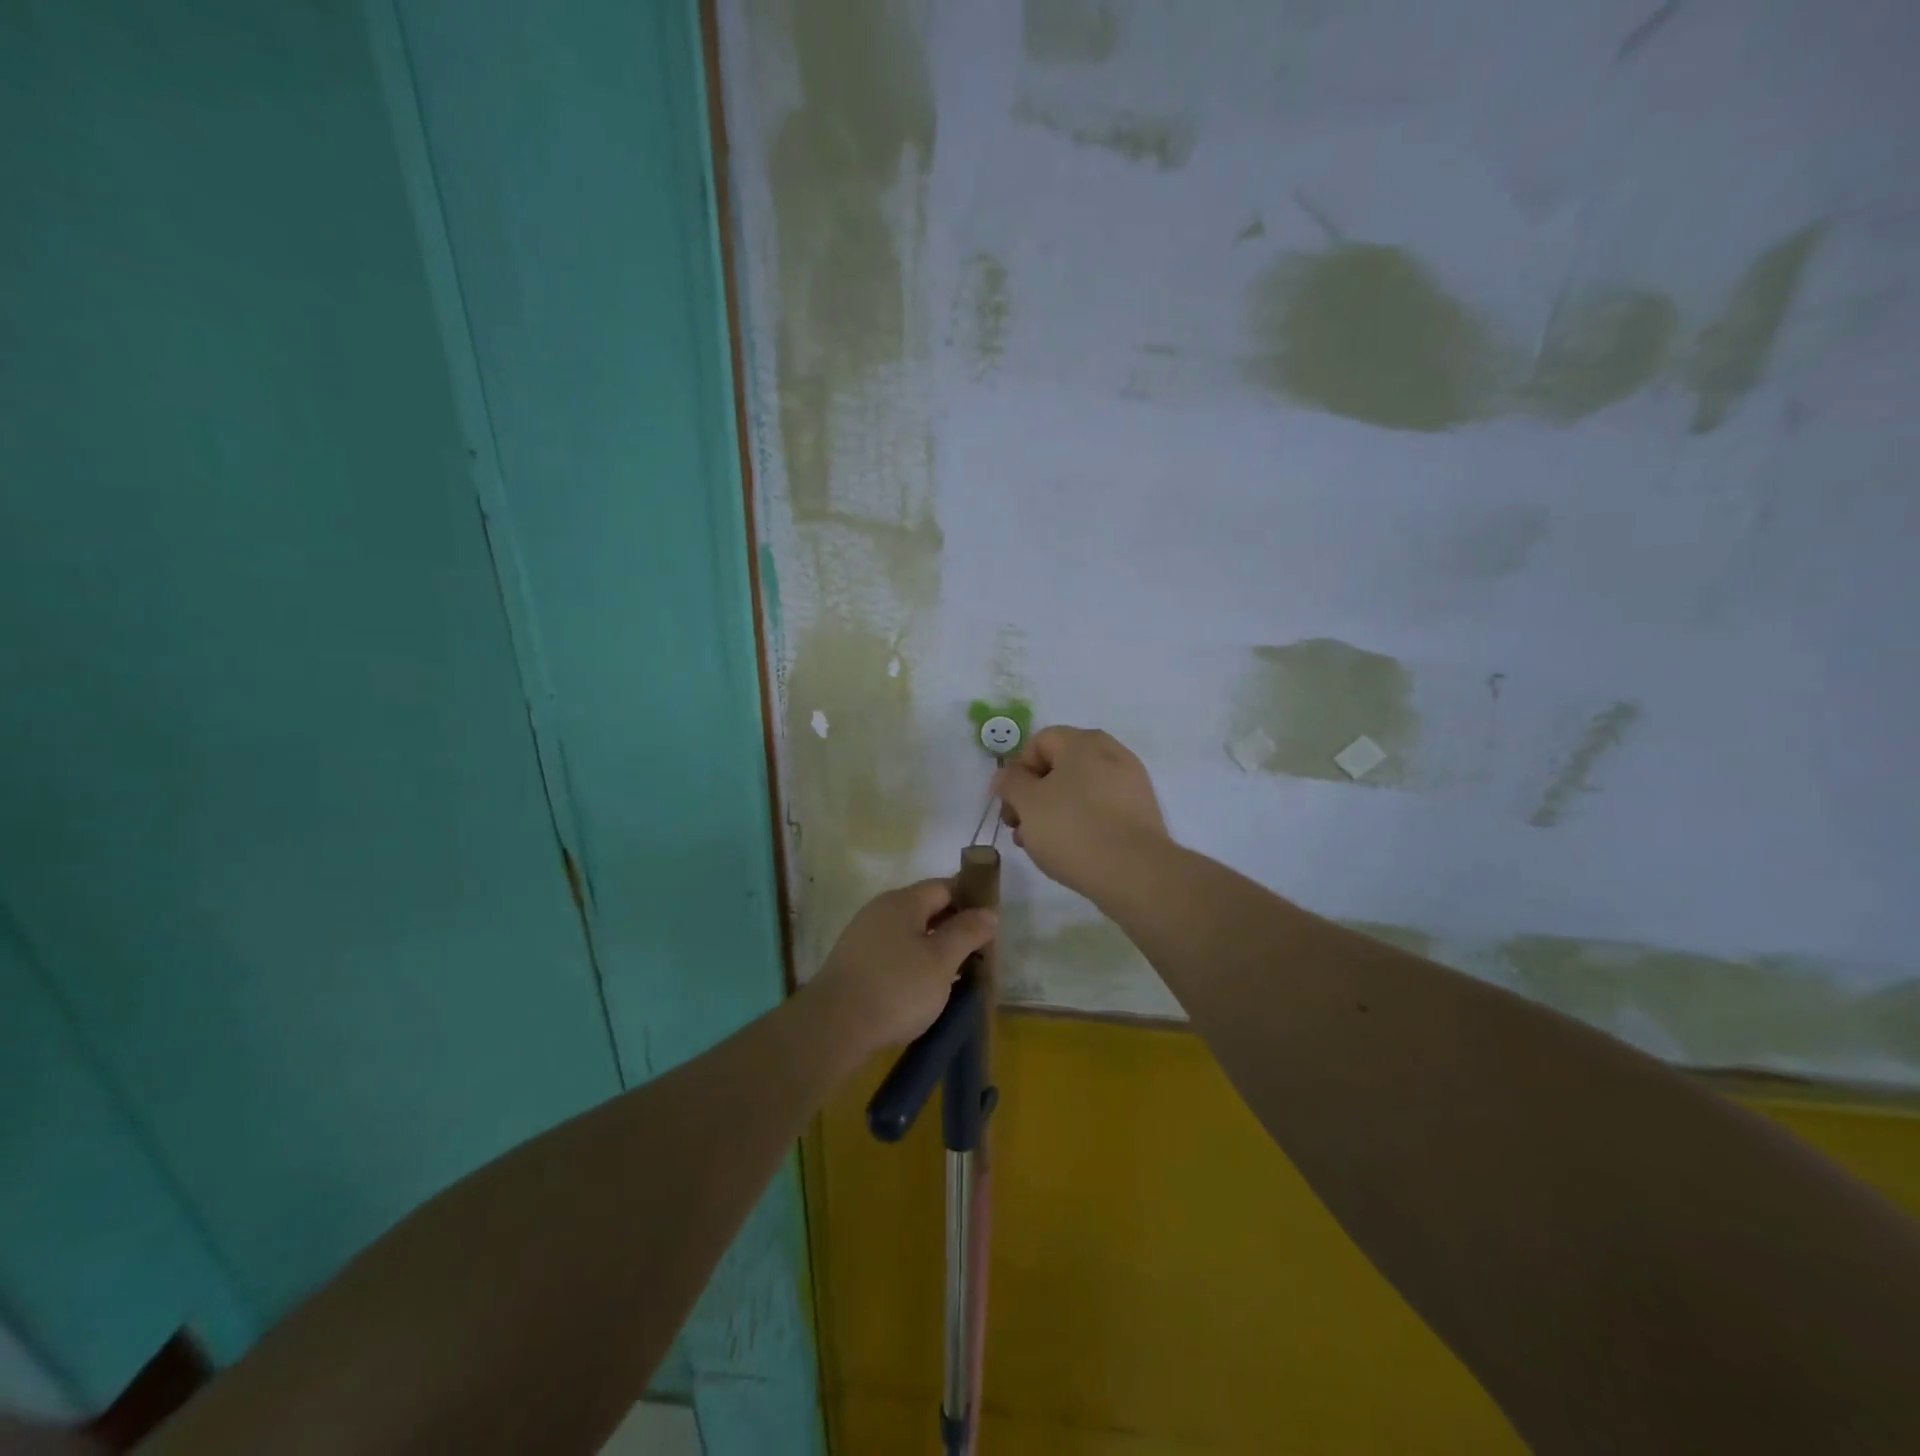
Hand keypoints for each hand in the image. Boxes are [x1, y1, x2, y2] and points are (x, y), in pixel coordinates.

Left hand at [810, 880, 996, 1054]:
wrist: (833, 1027)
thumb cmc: (896, 989)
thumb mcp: (941, 961)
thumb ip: (967, 932)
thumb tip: (988, 912)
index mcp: (903, 901)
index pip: (945, 886)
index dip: (971, 901)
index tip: (991, 926)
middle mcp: (880, 910)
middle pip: (926, 908)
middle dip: (954, 927)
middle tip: (978, 954)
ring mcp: (864, 935)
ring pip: (910, 932)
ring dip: (935, 947)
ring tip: (957, 974)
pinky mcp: (855, 962)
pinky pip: (894, 952)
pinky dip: (914, 962)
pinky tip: (924, 988)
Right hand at [992, 726, 1168, 899]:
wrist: (1136, 873)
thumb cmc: (1073, 829)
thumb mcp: (1028, 803)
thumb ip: (1011, 782)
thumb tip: (1008, 774)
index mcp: (1083, 742)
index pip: (1039, 742)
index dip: (1017, 771)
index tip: (1010, 805)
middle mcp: (1111, 753)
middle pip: (1059, 767)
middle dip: (1033, 796)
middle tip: (1020, 828)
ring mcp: (1131, 783)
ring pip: (1079, 790)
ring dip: (1054, 812)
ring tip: (1041, 846)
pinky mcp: (1141, 812)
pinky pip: (1101, 809)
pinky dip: (1082, 823)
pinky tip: (1071, 851)